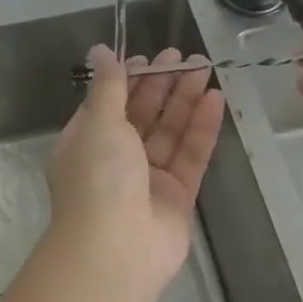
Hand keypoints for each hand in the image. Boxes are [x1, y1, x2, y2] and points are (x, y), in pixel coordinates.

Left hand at [48, 45, 224, 292]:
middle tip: (188, 58)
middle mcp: (115, 157)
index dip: (132, 78)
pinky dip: (201, 128)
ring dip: (186, 100)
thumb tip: (100, 50)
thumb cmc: (98, 177)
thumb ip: (108, 86)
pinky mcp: (177, 196)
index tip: (153, 57)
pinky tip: (215, 100)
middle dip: (164, 85)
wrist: (115, 251)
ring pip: (169, 131)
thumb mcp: (99, 122)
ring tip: (205, 69)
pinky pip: (190, 155)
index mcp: (87, 140)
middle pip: (143, 113)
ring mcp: (147, 178)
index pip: (111, 101)